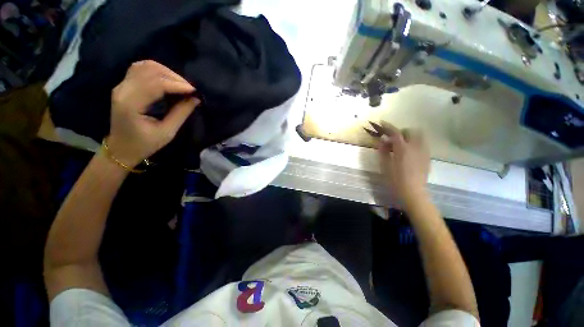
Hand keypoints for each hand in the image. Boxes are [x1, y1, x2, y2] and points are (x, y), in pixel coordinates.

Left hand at [107, 60, 199, 166]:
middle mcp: (123, 90)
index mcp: (131, 104)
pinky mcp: (124, 85)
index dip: (177, 85)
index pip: (155, 84)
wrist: (121, 148)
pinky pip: (141, 69)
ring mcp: (122, 86)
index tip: (194, 91)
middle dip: (174, 77)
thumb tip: (195, 99)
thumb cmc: (144, 144)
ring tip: (181, 85)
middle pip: (150, 70)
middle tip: (190, 89)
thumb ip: (181, 114)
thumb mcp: (167, 133)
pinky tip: (168, 81)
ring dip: (166, 72)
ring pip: (145, 66)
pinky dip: (157, 72)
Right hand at [377, 121, 430, 207]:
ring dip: (409, 136)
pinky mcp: (427, 157)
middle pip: (410, 131)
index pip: (395, 133)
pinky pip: (422, 144)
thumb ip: (383, 151)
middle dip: (401, 132)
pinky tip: (409, 153)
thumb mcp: (385, 165)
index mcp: (403, 149)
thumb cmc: (395, 179)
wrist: (413, 192)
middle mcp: (416, 147)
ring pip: (419, 136)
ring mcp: (424, 152)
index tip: (382, 123)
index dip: (388, 127)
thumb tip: (382, 140)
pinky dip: (414, 143)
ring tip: (401, 145)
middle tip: (393, 139)